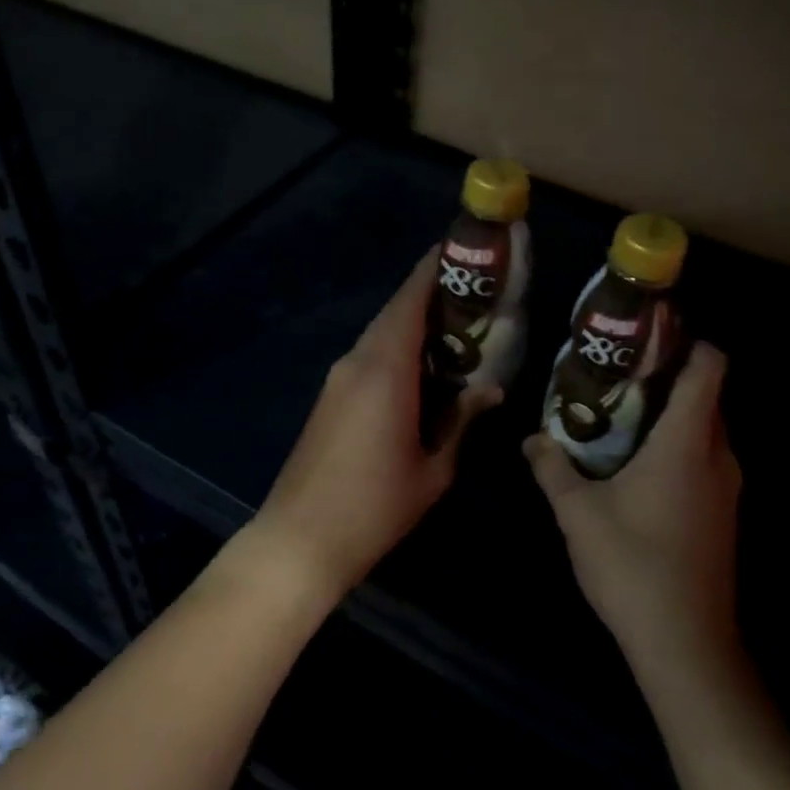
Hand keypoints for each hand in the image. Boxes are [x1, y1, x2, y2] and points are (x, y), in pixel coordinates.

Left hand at [249, 251, 501, 602]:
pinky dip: (396, 346)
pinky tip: (423, 365)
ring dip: (413, 322)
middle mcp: (358, 360)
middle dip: (430, 294)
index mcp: (385, 369)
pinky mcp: (330, 395)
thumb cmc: (374, 506)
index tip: (459, 251)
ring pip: (381, 332)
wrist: (299, 539)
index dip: (432, 270)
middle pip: (395, 311)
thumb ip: (461, 421)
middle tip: (472, 291)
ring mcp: (339, 377)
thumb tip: (490, 390)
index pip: (410, 301)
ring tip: (456, 325)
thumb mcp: (432, 468)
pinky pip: (369, 354)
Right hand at [525, 342, 741, 678]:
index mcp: (686, 442)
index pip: (709, 368)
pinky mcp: (724, 514)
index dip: (689, 341)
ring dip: (672, 414)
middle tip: (619, 371)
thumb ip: (552, 468)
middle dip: (669, 376)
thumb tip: (531, 438)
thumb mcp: (578, 514)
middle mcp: (716, 456)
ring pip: (706, 428)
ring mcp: (726, 487)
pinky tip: (638, 462)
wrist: (687, 647)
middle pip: (707, 395)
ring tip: (622, 411)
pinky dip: (679, 445)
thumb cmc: (633, 566)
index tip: (651, 334)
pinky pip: (705, 457)